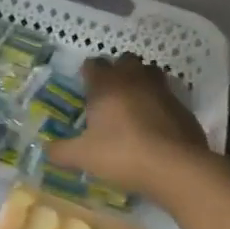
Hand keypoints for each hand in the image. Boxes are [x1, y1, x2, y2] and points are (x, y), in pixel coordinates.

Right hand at [46, 54, 209, 195]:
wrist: (176, 168)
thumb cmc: (123, 155)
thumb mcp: (83, 157)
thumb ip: (61, 151)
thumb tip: (46, 149)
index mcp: (107, 85)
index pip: (93, 64)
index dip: (88, 74)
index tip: (85, 88)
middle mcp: (134, 79)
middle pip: (125, 61)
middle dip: (117, 71)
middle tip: (109, 94)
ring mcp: (162, 91)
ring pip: (150, 73)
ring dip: (141, 81)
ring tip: (134, 103)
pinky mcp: (183, 107)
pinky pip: (168, 96)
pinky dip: (160, 104)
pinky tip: (156, 125)